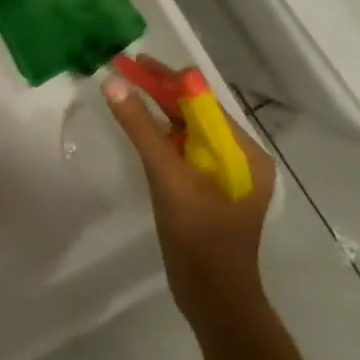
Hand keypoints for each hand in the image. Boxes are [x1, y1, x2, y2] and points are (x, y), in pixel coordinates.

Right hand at [104, 54, 276, 330]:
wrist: (213, 299)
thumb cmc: (199, 237)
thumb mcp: (168, 177)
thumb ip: (141, 129)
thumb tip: (115, 83)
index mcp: (244, 151)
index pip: (202, 100)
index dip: (166, 78)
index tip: (131, 61)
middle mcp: (239, 157)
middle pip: (194, 113)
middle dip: (158, 91)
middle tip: (119, 71)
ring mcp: (223, 176)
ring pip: (185, 132)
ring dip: (156, 112)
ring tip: (122, 93)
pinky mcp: (206, 191)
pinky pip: (181, 153)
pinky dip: (158, 137)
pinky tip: (137, 131)